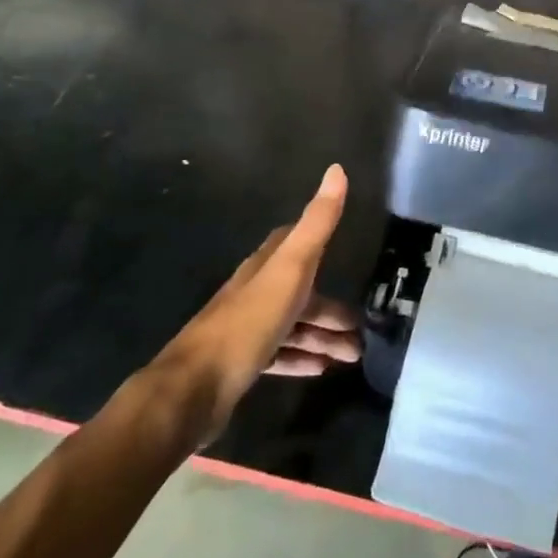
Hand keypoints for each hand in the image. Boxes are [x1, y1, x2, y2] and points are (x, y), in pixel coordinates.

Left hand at [161, 164, 360, 430]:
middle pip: (299, 292)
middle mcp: (254, 292)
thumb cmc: (248, 322)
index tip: (344, 245)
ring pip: (293, 326)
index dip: (316, 241)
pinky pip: (280, 355)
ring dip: (323, 337)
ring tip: (353, 355)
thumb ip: (317, 223)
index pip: (292, 242)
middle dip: (331, 308)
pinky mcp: (241, 364)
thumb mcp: (291, 268)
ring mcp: (246, 330)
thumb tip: (337, 169)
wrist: (194, 388)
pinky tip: (321, 370)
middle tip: (363, 329)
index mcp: (265, 266)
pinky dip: (302, 358)